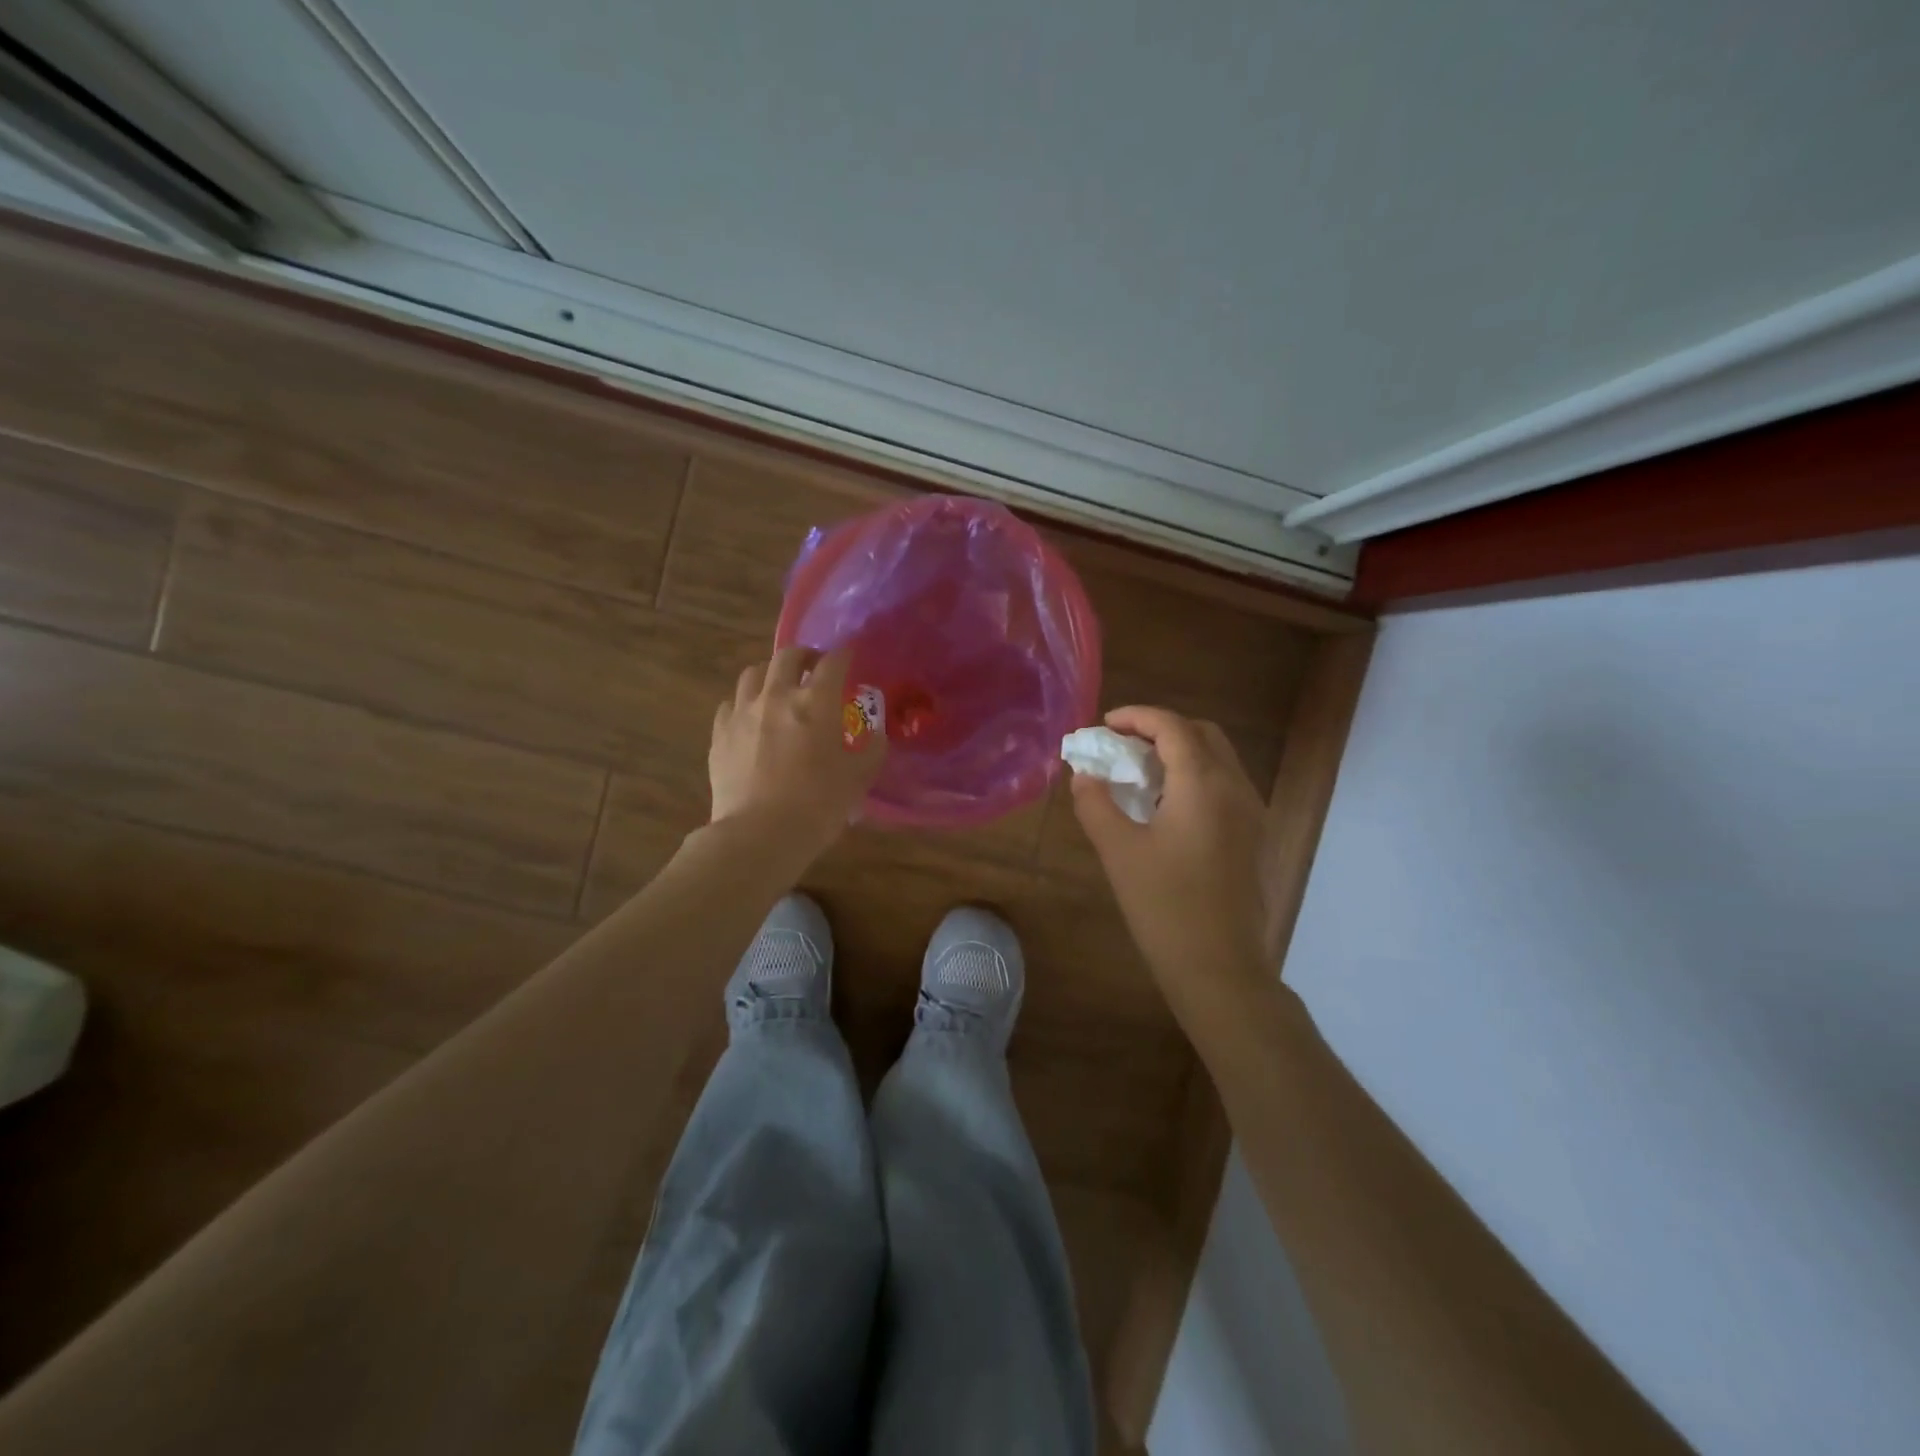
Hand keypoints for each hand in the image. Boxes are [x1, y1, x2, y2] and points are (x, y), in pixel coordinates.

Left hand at [709, 646, 885, 865]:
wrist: (758, 835)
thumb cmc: (817, 806)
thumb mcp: (857, 779)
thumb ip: (871, 750)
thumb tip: (877, 733)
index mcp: (816, 704)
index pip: (834, 663)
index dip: (845, 655)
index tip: (850, 657)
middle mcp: (777, 696)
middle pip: (788, 656)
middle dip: (805, 655)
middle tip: (814, 668)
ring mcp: (743, 712)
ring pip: (753, 673)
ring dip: (771, 673)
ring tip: (778, 687)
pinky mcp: (719, 733)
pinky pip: (730, 703)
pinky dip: (744, 703)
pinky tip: (750, 718)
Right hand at [1070, 706, 1269, 1005]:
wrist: (1219, 968)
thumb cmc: (1165, 906)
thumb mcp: (1119, 852)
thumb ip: (1096, 805)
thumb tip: (1084, 776)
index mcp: (1204, 784)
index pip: (1173, 727)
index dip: (1137, 717)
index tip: (1104, 725)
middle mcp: (1235, 788)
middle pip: (1202, 734)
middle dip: (1161, 729)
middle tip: (1123, 745)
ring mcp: (1250, 813)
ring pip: (1217, 759)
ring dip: (1180, 752)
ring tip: (1140, 773)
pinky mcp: (1252, 836)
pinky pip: (1224, 785)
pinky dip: (1195, 776)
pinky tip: (1165, 806)